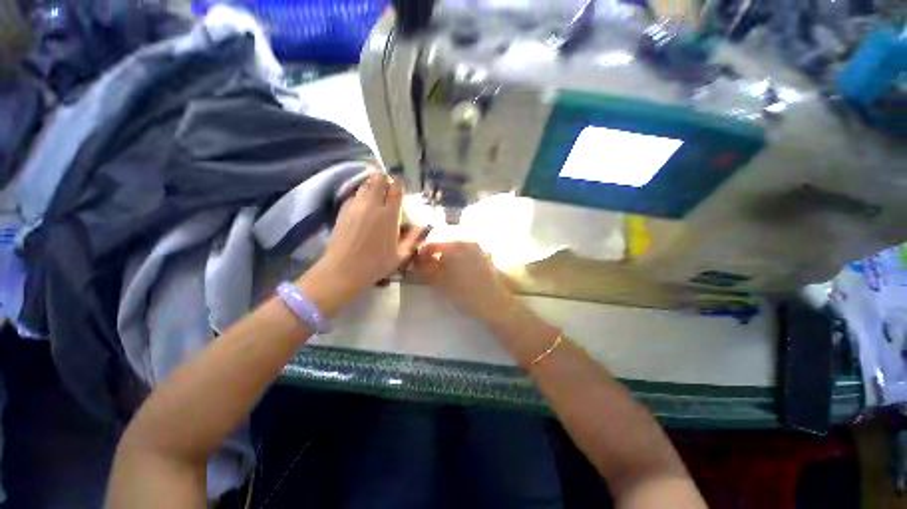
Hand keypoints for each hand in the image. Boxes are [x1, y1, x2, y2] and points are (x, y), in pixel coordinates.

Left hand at [298, 174, 424, 316]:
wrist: (344, 270)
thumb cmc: (376, 264)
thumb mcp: (401, 254)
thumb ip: (413, 237)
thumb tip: (423, 226)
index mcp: (389, 215)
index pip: (396, 188)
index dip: (400, 184)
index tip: (401, 188)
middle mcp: (372, 205)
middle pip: (379, 179)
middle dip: (385, 180)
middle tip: (388, 190)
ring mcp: (355, 206)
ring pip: (365, 184)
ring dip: (373, 187)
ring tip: (376, 197)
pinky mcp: (343, 210)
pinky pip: (354, 195)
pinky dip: (361, 196)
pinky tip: (363, 207)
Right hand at [412, 242, 517, 325]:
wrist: (494, 303)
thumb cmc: (465, 294)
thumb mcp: (441, 283)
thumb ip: (426, 271)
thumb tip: (417, 264)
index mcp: (455, 247)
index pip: (432, 245)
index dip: (422, 255)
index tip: (416, 265)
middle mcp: (467, 243)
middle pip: (444, 246)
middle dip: (434, 256)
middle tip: (428, 270)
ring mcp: (478, 249)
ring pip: (456, 250)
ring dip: (446, 258)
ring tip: (441, 273)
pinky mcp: (484, 257)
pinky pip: (466, 254)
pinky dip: (457, 260)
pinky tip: (456, 273)